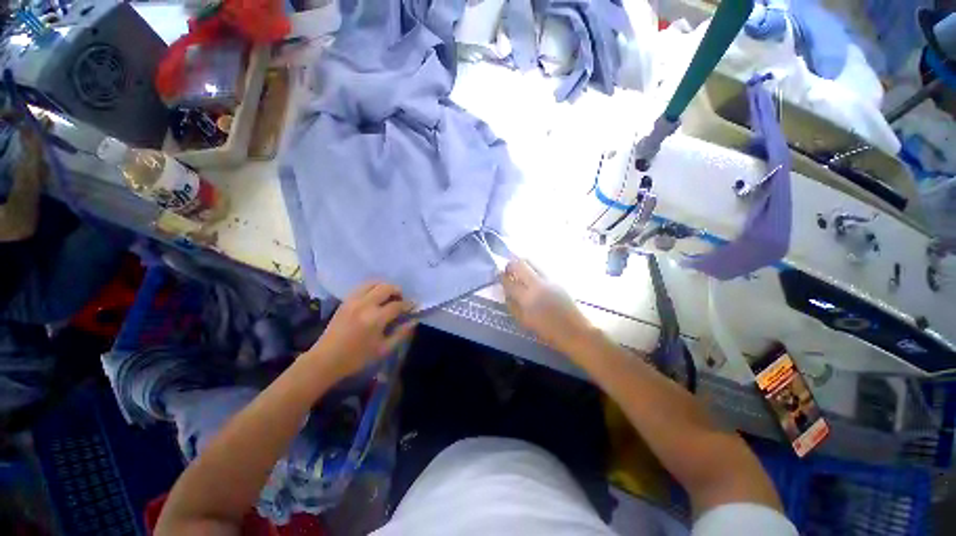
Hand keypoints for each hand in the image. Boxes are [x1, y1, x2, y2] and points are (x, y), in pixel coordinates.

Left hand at [310, 282, 416, 379]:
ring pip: (374, 283)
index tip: (413, 307)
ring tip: (389, 297)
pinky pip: (362, 286)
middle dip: (398, 291)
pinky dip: (372, 288)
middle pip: (386, 288)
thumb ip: (401, 333)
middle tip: (401, 300)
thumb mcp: (383, 349)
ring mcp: (353, 300)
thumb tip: (414, 321)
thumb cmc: (357, 358)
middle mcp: (365, 304)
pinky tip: (375, 297)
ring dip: (385, 287)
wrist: (326, 359)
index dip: (408, 305)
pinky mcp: (346, 301)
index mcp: (376, 318)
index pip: (397, 305)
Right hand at [501, 260, 594, 353]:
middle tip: (508, 268)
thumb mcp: (524, 321)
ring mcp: (549, 279)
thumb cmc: (547, 331)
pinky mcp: (558, 279)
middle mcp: (537, 284)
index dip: (502, 277)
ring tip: (519, 269)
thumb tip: (506, 293)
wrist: (575, 330)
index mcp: (527, 298)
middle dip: (510, 264)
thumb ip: (512, 306)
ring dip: (522, 263)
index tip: (498, 274)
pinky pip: (541, 268)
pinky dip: (533, 268)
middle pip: (520, 264)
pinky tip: (532, 276)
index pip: (509, 282)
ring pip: (532, 261)